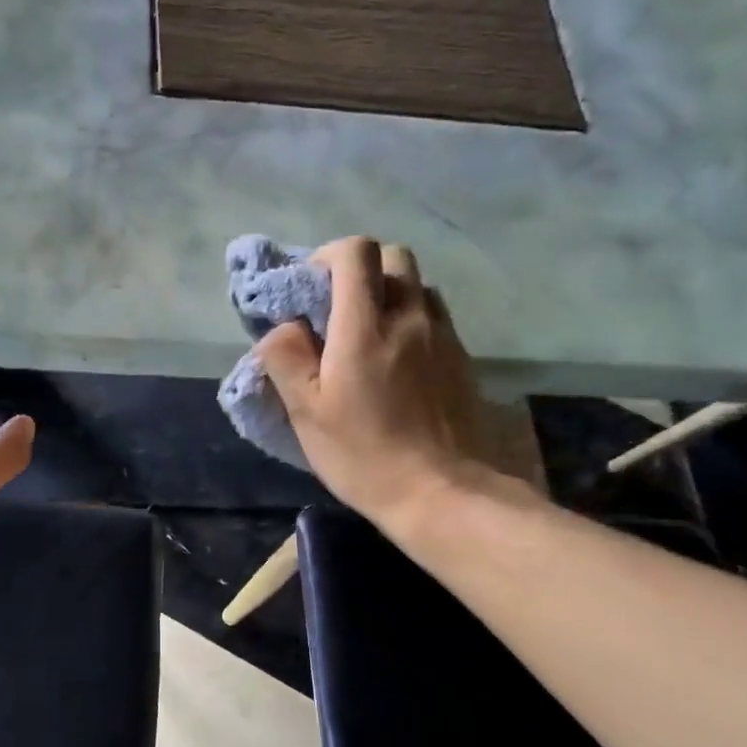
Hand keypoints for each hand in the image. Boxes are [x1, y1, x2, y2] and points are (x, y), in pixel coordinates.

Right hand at [256, 237, 485, 530]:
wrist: (443, 493)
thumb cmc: (364, 456)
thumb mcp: (306, 414)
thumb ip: (286, 358)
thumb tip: (284, 327)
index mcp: (366, 328)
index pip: (356, 253)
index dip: (327, 257)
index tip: (309, 291)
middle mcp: (410, 318)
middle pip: (393, 257)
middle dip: (360, 270)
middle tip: (337, 310)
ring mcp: (443, 337)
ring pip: (417, 286)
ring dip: (388, 295)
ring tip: (367, 336)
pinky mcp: (461, 359)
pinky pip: (434, 318)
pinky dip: (410, 321)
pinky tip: (396, 363)